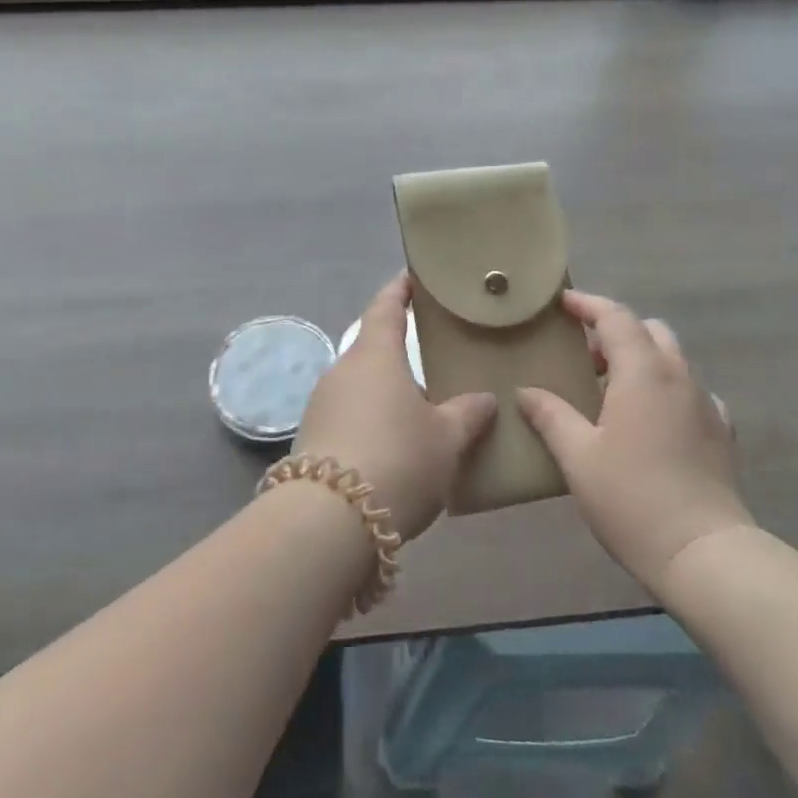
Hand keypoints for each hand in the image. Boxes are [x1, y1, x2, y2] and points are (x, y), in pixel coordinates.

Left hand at [295, 274, 497, 541]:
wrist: (328, 520)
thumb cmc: (398, 459)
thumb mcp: (446, 439)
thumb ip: (467, 414)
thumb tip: (484, 399)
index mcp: (375, 355)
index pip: (386, 307)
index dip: (399, 290)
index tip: (411, 277)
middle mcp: (343, 370)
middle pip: (372, 348)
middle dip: (398, 349)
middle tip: (432, 352)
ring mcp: (322, 404)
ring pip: (361, 385)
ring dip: (386, 390)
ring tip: (419, 405)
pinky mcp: (313, 438)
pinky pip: (350, 415)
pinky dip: (372, 419)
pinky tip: (393, 443)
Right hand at [518, 291, 751, 590]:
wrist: (704, 553)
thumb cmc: (632, 498)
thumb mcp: (578, 457)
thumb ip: (551, 416)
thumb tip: (525, 391)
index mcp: (643, 372)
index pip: (615, 317)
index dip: (588, 304)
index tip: (563, 303)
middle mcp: (678, 376)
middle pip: (649, 330)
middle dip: (616, 331)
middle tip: (584, 354)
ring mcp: (705, 403)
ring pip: (672, 359)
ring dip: (641, 359)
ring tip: (611, 389)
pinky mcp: (720, 432)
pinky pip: (690, 392)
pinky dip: (666, 390)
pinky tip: (651, 420)